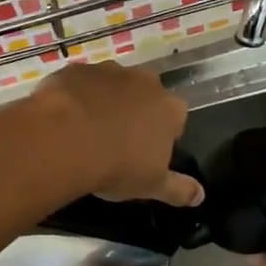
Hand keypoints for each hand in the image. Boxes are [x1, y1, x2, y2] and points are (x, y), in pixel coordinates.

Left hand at [29, 61, 202, 205]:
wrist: (65, 140)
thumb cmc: (117, 165)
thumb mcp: (152, 185)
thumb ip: (179, 189)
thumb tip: (201, 196)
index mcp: (170, 108)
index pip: (176, 118)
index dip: (162, 135)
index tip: (146, 153)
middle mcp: (145, 82)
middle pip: (146, 96)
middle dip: (136, 113)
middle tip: (117, 141)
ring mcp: (110, 71)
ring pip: (113, 86)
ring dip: (106, 101)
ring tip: (87, 130)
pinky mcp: (77, 69)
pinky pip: (81, 83)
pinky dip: (77, 96)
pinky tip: (64, 118)